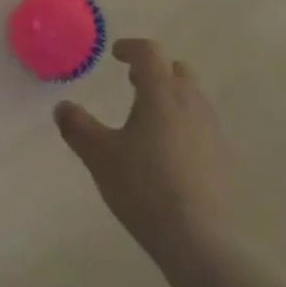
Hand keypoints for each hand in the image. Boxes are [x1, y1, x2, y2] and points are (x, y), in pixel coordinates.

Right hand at [55, 39, 236, 277]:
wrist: (198, 238)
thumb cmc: (143, 187)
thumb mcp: (99, 156)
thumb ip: (77, 126)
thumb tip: (61, 107)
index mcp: (161, 92)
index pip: (149, 53)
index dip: (131, 48)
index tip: (116, 54)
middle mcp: (191, 102)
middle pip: (176, 70)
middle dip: (154, 70)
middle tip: (132, 82)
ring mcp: (212, 129)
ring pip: (192, 96)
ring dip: (171, 95)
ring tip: (149, 117)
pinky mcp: (223, 156)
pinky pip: (202, 124)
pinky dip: (184, 122)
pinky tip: (169, 149)